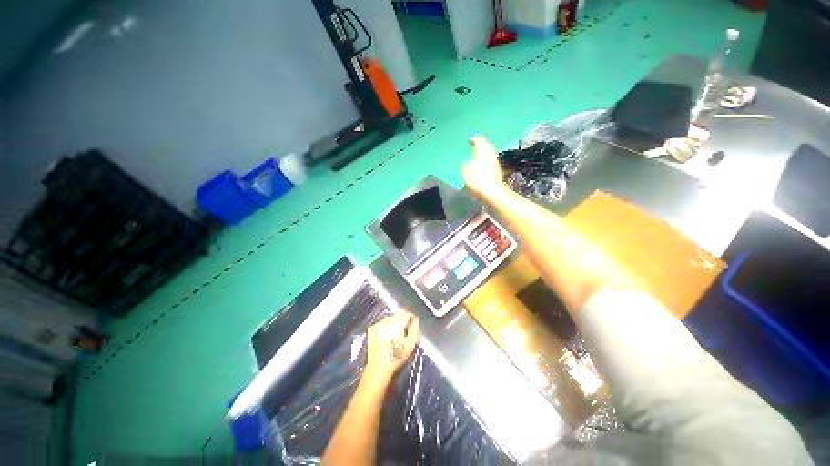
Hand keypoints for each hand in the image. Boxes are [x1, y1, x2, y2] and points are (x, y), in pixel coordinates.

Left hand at [364, 312, 419, 383]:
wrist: (379, 365)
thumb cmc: (397, 355)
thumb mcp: (411, 343)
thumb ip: (414, 329)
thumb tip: (415, 320)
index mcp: (396, 323)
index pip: (406, 313)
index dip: (411, 318)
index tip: (414, 325)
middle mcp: (385, 321)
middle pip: (397, 316)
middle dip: (403, 322)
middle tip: (407, 332)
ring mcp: (376, 325)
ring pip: (389, 319)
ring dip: (394, 324)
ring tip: (397, 336)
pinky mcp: (371, 330)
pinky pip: (381, 324)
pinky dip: (386, 328)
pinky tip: (388, 338)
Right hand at [462, 137, 507, 202]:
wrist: (493, 193)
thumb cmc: (477, 180)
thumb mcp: (465, 172)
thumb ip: (466, 165)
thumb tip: (468, 165)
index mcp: (482, 151)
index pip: (479, 140)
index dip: (474, 140)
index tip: (470, 141)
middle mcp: (490, 154)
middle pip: (487, 146)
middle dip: (482, 146)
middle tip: (475, 147)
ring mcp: (496, 163)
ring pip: (491, 154)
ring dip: (485, 154)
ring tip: (478, 157)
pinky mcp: (499, 172)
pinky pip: (492, 163)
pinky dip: (487, 162)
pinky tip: (482, 168)